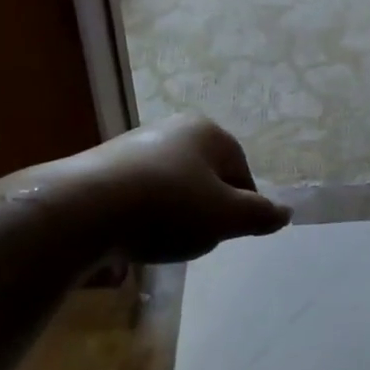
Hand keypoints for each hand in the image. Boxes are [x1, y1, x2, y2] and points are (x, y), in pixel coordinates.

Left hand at [65, 115, 290, 262]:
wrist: (83, 208)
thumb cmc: (167, 206)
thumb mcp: (224, 217)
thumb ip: (257, 215)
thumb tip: (286, 212)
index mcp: (209, 132)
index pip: (241, 170)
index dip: (241, 205)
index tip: (227, 234)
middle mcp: (175, 128)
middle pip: (206, 175)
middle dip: (205, 207)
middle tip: (195, 238)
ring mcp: (137, 143)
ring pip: (172, 184)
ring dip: (173, 212)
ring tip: (161, 241)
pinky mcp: (106, 164)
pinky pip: (140, 191)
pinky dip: (143, 213)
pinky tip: (133, 236)